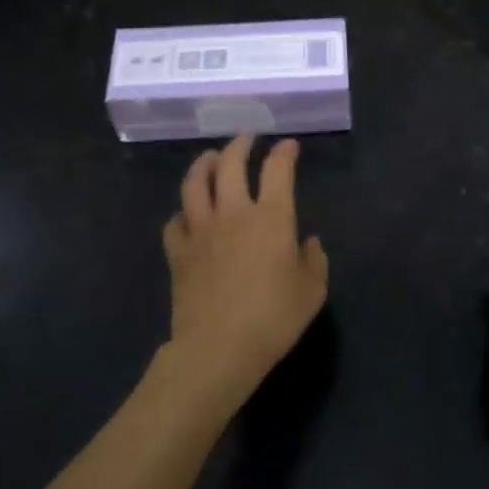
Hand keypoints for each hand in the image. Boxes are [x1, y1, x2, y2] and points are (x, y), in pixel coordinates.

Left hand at [161, 135, 328, 409]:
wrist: (218, 349)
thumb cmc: (273, 319)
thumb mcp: (311, 292)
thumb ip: (314, 261)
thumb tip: (309, 242)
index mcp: (272, 217)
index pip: (278, 169)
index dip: (284, 152)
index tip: (289, 146)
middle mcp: (234, 213)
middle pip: (231, 163)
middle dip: (241, 145)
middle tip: (248, 139)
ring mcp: (201, 230)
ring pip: (196, 183)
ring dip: (204, 164)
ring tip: (211, 158)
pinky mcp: (178, 252)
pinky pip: (174, 222)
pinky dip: (182, 213)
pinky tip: (187, 215)